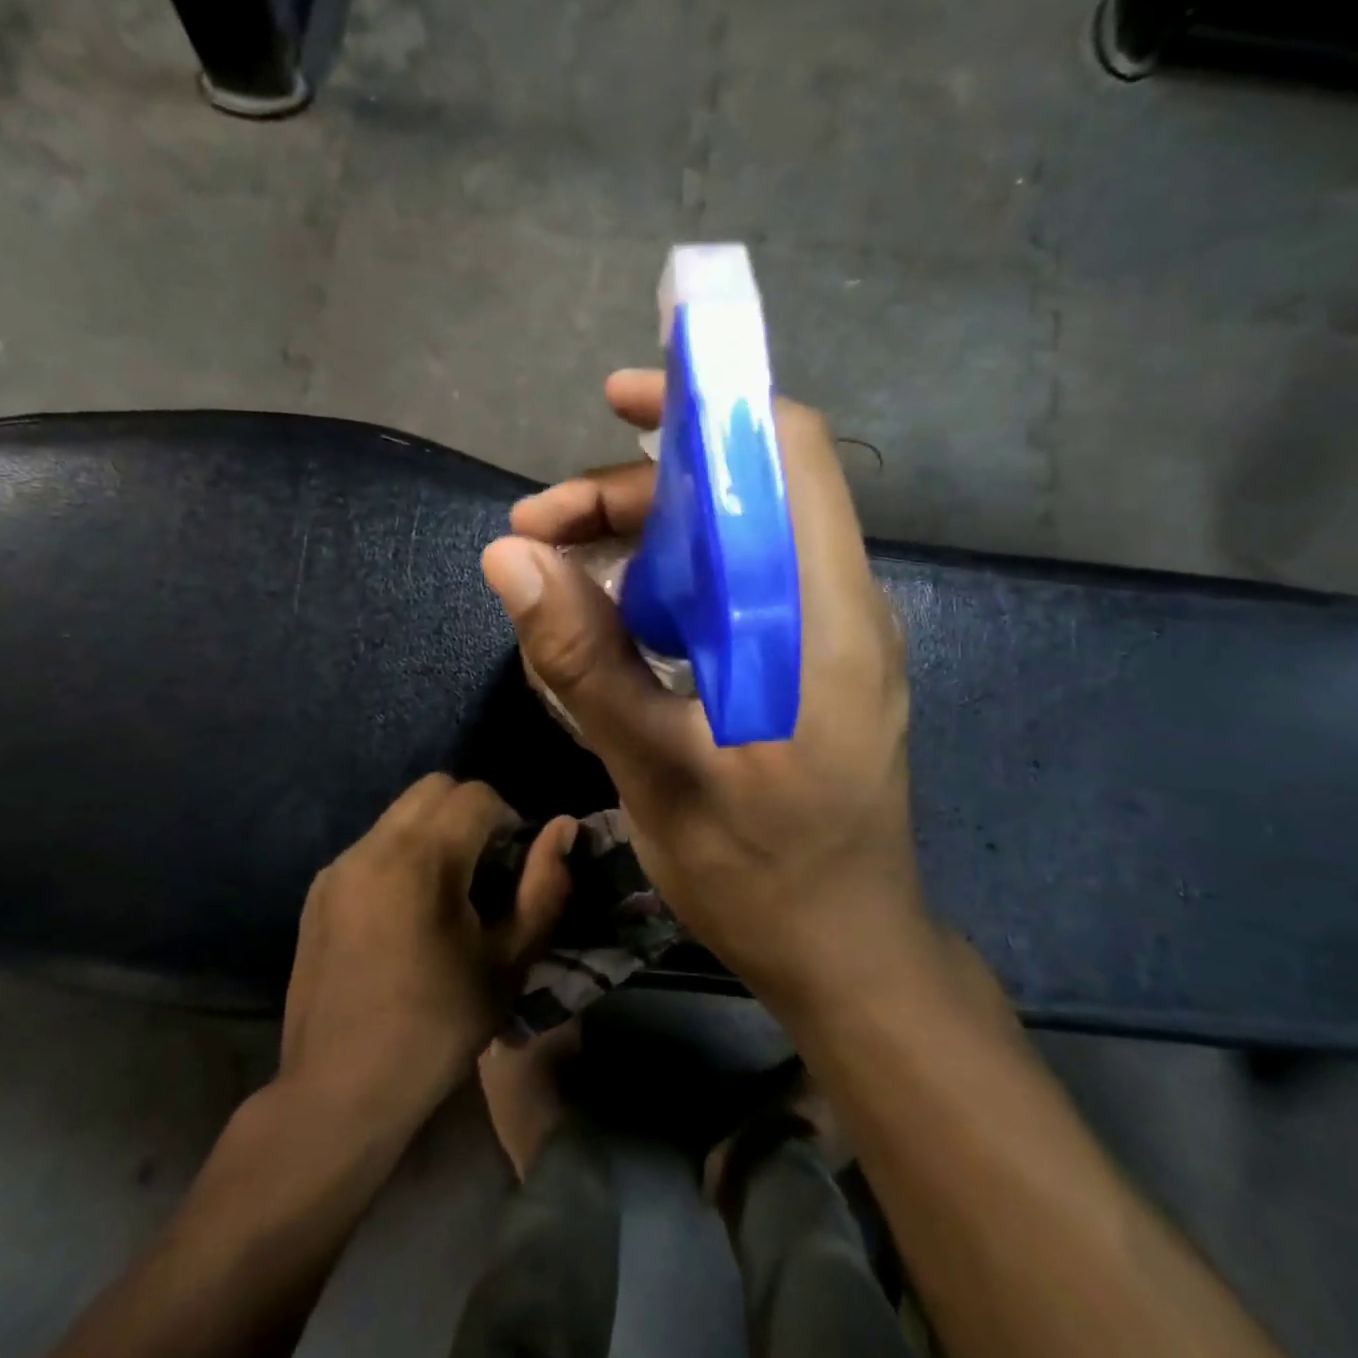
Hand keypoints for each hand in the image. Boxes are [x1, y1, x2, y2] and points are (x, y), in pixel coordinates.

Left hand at [278, 775, 574, 1127]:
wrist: (339, 1093)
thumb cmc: (438, 1027)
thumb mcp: (509, 960)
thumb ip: (544, 885)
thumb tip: (562, 826)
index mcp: (422, 859)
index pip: (477, 795)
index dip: (508, 819)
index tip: (514, 864)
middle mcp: (374, 846)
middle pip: (435, 787)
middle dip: (471, 811)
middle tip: (486, 866)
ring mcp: (339, 867)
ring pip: (401, 812)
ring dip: (435, 830)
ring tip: (447, 891)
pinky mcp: (318, 891)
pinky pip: (372, 844)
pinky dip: (401, 854)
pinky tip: (407, 913)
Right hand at [480, 371, 941, 1011]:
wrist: (848, 954)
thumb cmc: (761, 875)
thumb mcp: (655, 768)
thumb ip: (583, 658)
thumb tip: (508, 556)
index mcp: (819, 615)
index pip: (785, 453)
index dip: (706, 407)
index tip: (618, 402)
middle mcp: (835, 606)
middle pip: (741, 494)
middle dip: (635, 492)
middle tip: (538, 532)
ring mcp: (826, 638)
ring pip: (733, 544)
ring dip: (645, 543)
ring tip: (558, 578)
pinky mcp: (810, 667)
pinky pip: (738, 592)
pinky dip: (672, 587)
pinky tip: (613, 624)